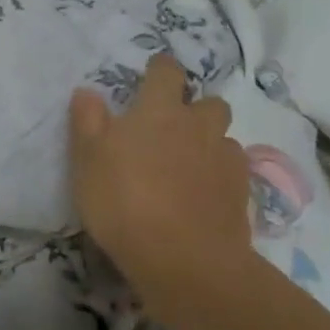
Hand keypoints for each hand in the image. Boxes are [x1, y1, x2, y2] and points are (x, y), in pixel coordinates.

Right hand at [70, 55, 253, 318]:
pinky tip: (206, 195)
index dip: (160, 69)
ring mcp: (225, 160)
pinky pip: (235, 172)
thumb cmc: (125, 201)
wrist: (185, 261)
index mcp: (159, 110)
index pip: (167, 71)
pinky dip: (221, 176)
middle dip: (196, 108)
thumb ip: (87, 121)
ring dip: (210, 143)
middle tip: (173, 128)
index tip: (152, 74)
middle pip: (209, 102)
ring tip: (190, 165)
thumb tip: (87, 91)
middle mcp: (198, 126)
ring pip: (224, 138)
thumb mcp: (88, 160)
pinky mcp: (242, 195)